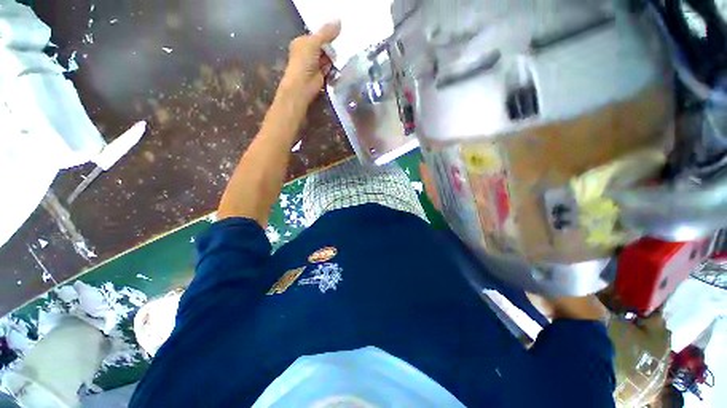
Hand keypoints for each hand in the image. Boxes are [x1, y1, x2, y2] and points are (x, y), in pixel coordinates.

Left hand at [278, 20, 340, 106]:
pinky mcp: (321, 75)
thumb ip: (326, 33)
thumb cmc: (303, 62)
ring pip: (327, 57)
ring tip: (344, 51)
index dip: (326, 33)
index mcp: (302, 42)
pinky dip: (334, 65)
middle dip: (332, 44)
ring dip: (334, 55)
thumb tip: (339, 21)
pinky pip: (330, 67)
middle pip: (323, 46)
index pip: (316, 35)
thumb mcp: (314, 43)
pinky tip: (341, 62)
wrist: (302, 85)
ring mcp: (314, 64)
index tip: (338, 30)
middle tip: (343, 40)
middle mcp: (308, 53)